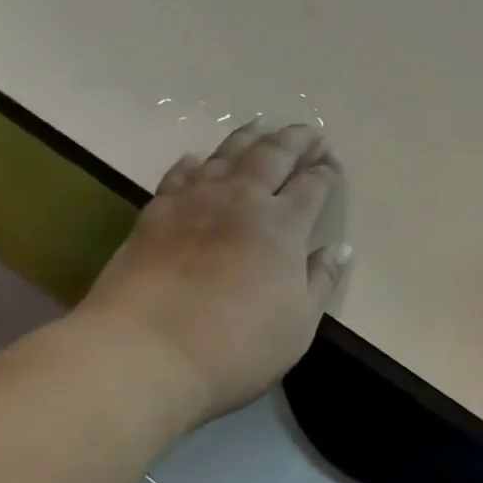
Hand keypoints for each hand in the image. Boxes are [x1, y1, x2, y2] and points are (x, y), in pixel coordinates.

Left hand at [79, 120, 351, 423]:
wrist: (142, 355)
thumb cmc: (236, 346)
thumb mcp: (298, 324)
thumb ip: (321, 281)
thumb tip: (340, 248)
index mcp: (284, 225)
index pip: (313, 185)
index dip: (327, 171)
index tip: (333, 165)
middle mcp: (242, 200)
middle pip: (274, 155)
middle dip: (296, 141)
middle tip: (309, 133)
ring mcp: (195, 202)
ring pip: (228, 154)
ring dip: (251, 137)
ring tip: (264, 127)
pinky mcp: (155, 213)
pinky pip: (180, 174)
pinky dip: (196, 162)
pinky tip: (199, 158)